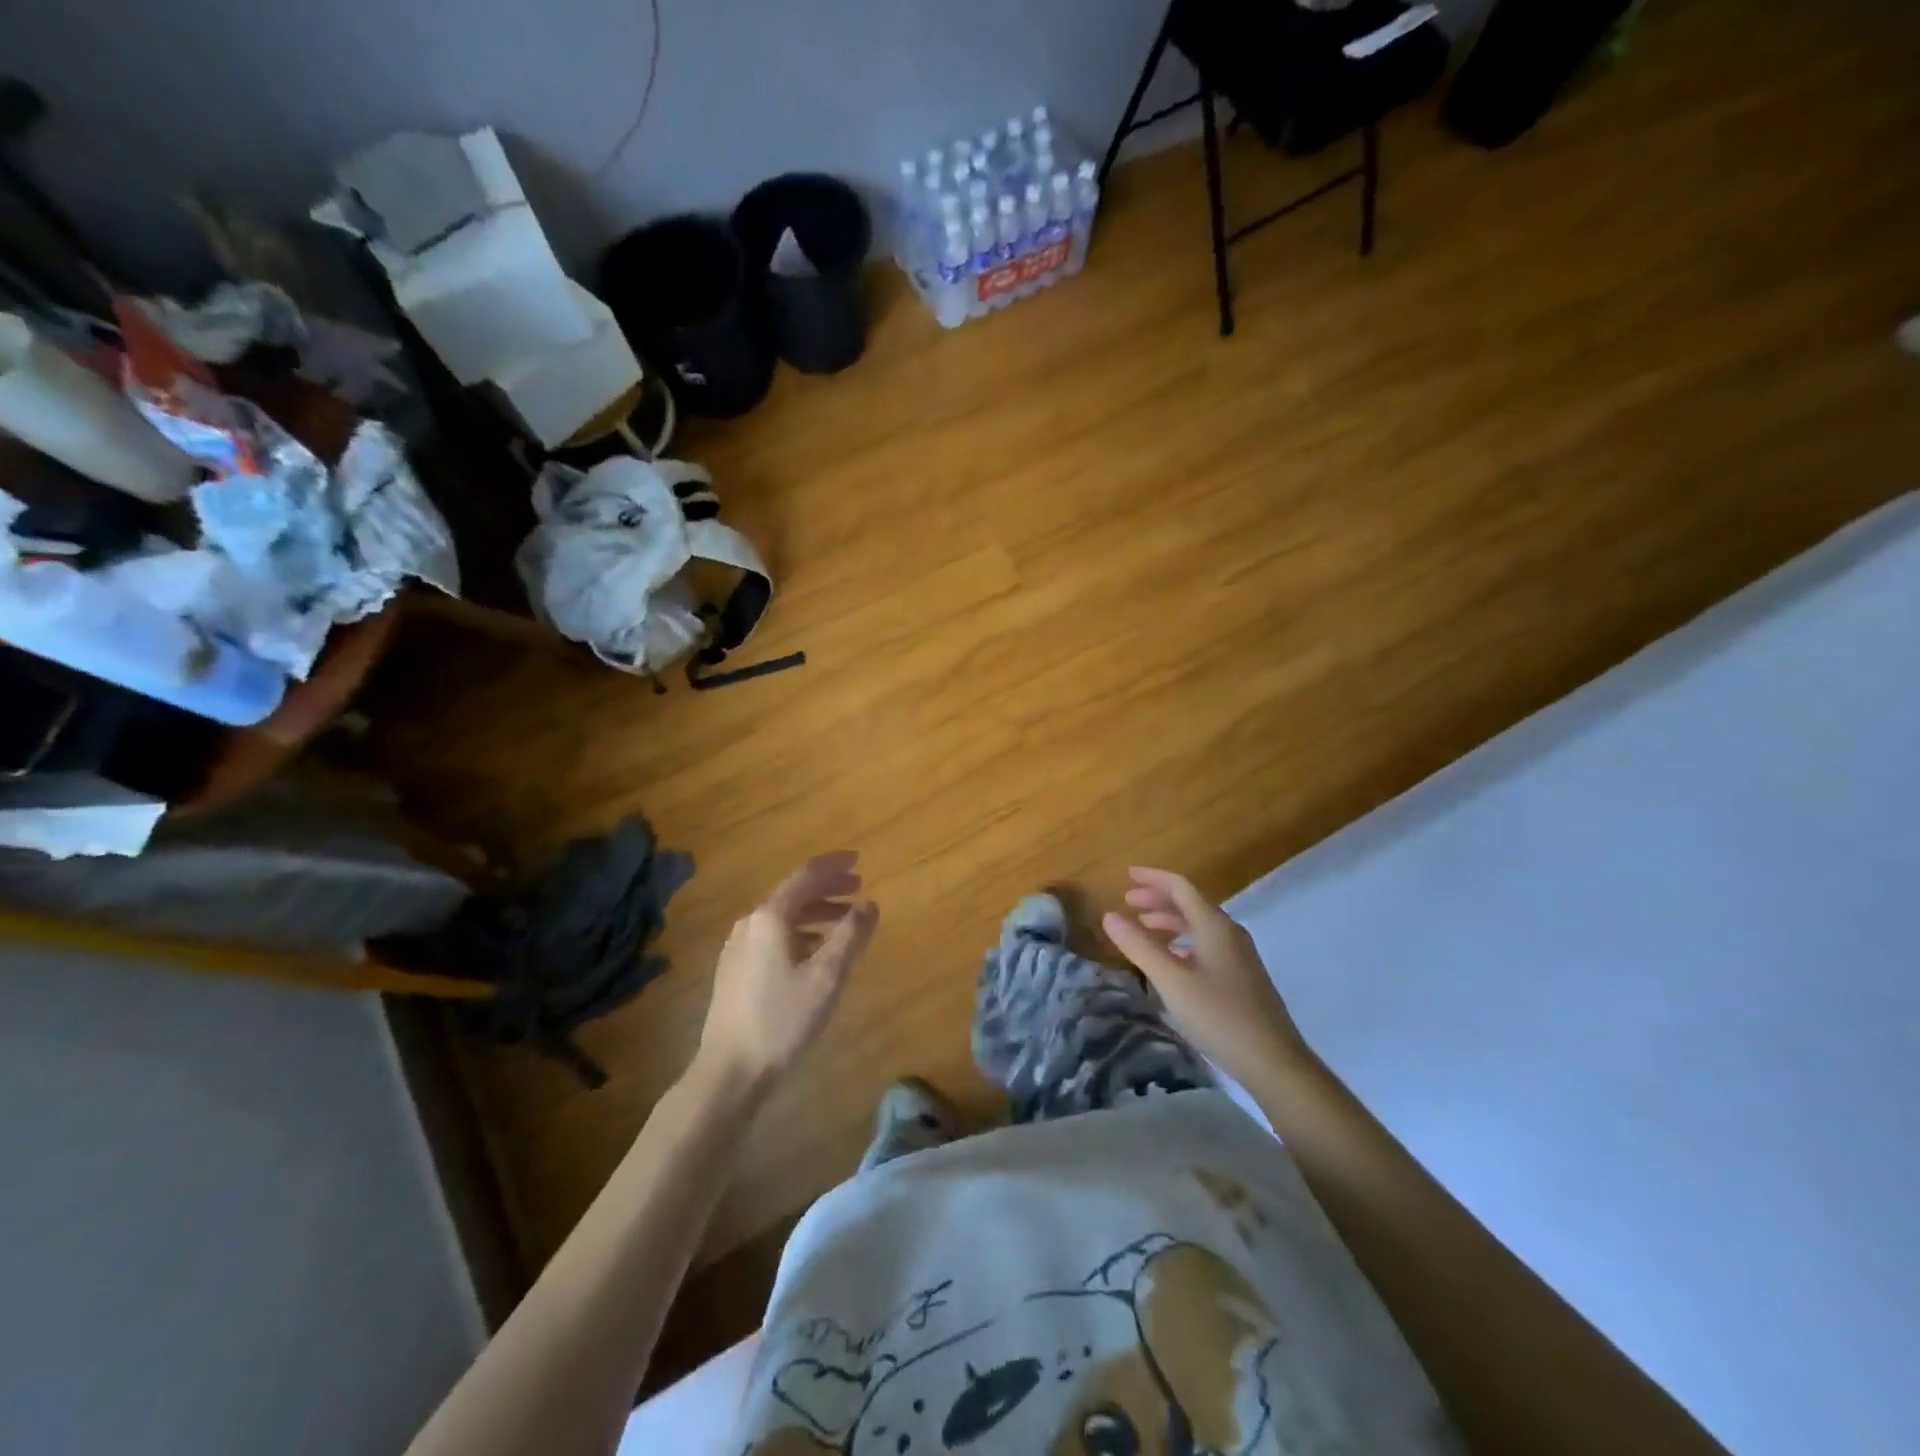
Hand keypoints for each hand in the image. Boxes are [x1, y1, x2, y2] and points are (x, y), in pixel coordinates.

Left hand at [694, 852, 877, 1096]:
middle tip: (858, 887)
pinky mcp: (735, 971)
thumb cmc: (782, 1020)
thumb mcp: (827, 977)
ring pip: (783, 917)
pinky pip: (773, 937)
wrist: (729, 1071)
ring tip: (844, 921)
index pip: (805, 877)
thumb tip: (869, 905)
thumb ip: (851, 936)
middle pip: (793, 894)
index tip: (859, 860)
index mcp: (770, 917)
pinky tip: (815, 951)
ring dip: (816, 912)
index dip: (834, 866)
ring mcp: (738, 948)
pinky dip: (800, 933)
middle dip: (827, 888)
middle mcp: (750, 924)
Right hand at [1102, 867, 1308, 1086]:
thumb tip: (1109, 915)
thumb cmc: (1219, 1016)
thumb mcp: (1171, 981)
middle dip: (1157, 899)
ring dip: (1169, 920)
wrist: (1273, 1062)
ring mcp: (1239, 955)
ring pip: (1199, 925)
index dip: (1152, 878)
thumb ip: (1139, 946)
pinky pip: (1207, 943)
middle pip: (1190, 903)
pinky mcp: (1242, 976)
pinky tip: (1171, 959)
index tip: (1126, 876)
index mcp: (1214, 926)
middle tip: (1127, 902)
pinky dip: (1182, 941)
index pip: (1180, 887)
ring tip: (1143, 927)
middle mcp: (1229, 933)